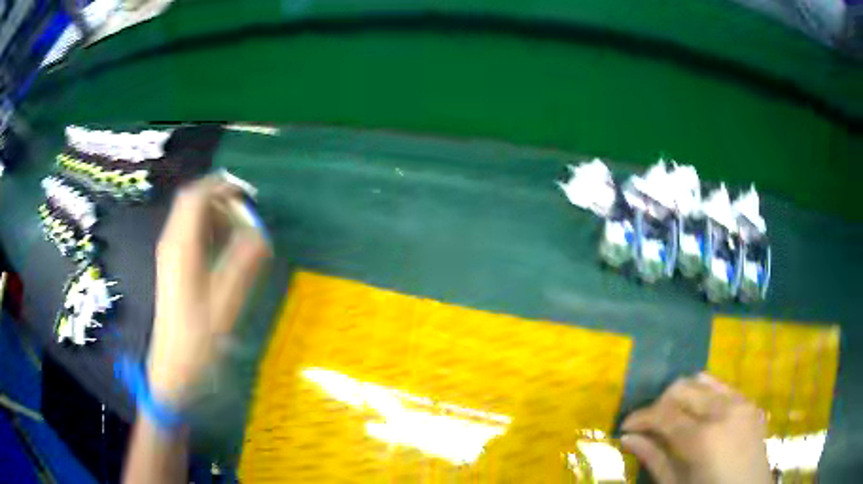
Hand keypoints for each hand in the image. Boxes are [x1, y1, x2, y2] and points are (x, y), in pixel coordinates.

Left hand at [147, 175, 270, 406]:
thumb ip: (244, 262)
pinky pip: (189, 233)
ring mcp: (169, 253)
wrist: (174, 364)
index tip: (247, 192)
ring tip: (239, 229)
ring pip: (189, 216)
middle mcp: (171, 242)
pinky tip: (223, 247)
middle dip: (218, 197)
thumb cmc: (198, 337)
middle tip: (245, 211)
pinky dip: (208, 229)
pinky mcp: (171, 265)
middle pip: (190, 201)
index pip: (196, 196)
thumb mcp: (226, 301)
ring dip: (214, 213)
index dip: (221, 185)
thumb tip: (262, 232)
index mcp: (181, 246)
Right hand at [621, 373, 770, 483]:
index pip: (663, 413)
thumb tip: (627, 439)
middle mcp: (723, 410)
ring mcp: (741, 403)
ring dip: (683, 395)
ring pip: (703, 380)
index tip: (625, 426)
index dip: (640, 417)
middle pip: (683, 388)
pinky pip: (722, 388)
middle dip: (660, 403)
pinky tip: (699, 416)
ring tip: (673, 418)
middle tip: (649, 425)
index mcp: (703, 437)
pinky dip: (705, 395)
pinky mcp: (750, 403)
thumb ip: (654, 459)